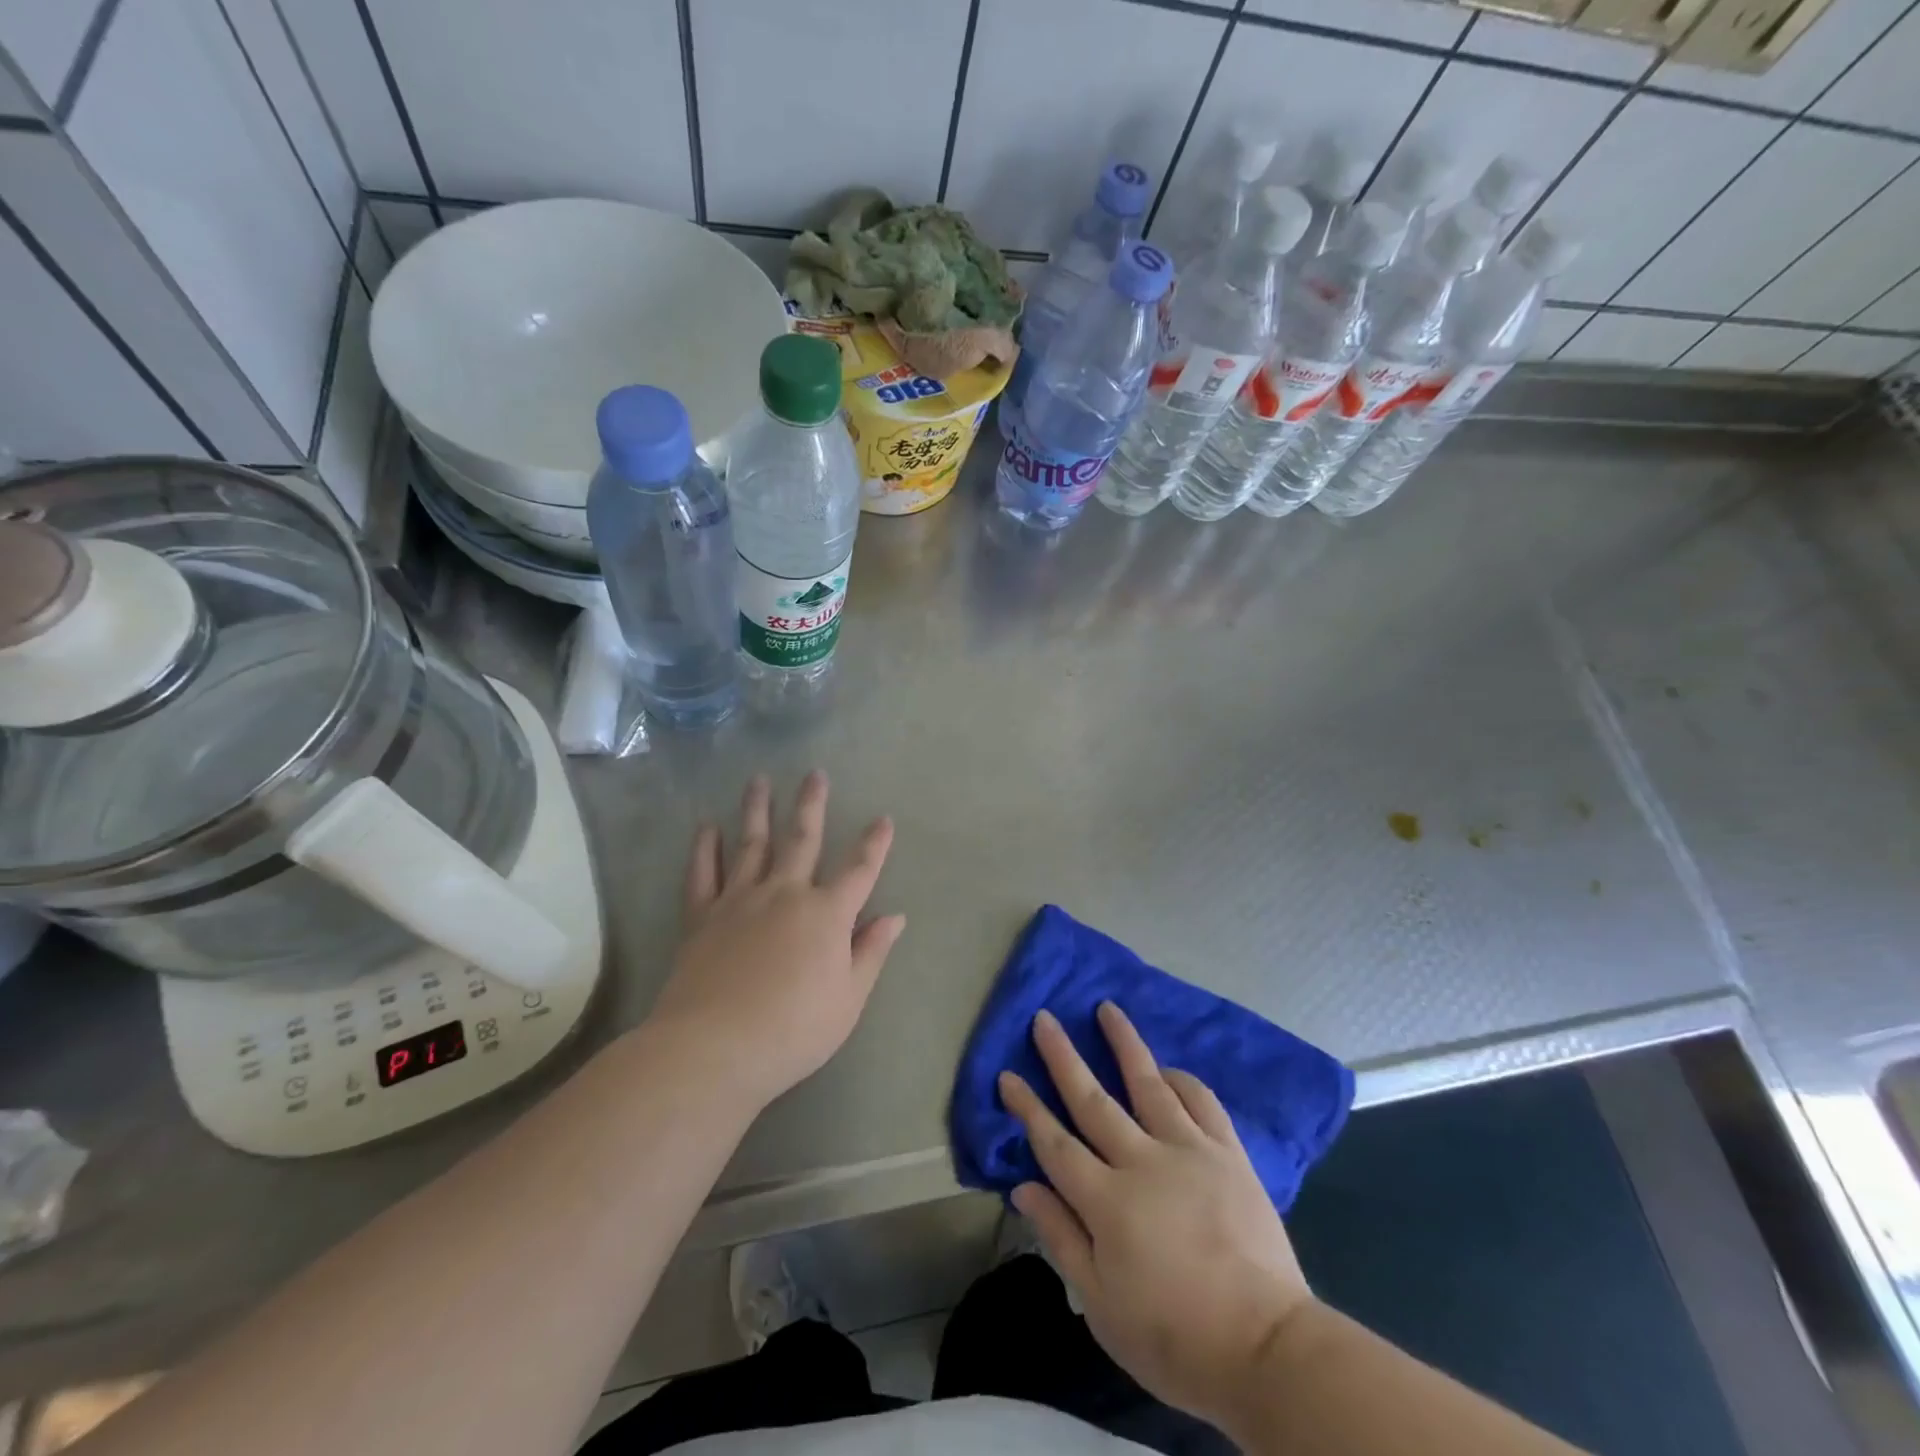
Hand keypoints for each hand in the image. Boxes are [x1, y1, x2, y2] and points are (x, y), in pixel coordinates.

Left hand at [650, 771, 904, 1111]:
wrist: (715, 1047)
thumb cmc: (794, 1029)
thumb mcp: (848, 999)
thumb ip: (870, 952)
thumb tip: (895, 917)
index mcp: (826, 914)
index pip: (860, 870)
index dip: (874, 844)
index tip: (883, 819)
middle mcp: (785, 893)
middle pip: (802, 839)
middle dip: (812, 805)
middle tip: (815, 774)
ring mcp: (740, 900)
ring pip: (751, 844)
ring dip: (757, 810)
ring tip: (759, 780)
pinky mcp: (702, 916)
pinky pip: (703, 874)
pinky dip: (705, 848)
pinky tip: (706, 827)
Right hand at [999, 1003, 1314, 1435]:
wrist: (1267, 1351)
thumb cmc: (1174, 1338)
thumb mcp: (1102, 1305)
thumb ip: (1060, 1237)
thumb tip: (1023, 1186)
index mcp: (1106, 1201)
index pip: (1054, 1143)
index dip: (1027, 1108)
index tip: (1007, 1075)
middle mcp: (1142, 1161)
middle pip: (1093, 1099)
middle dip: (1063, 1057)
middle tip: (1044, 1019)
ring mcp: (1189, 1151)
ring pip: (1148, 1083)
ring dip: (1124, 1043)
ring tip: (1108, 1008)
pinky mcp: (1228, 1154)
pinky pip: (1202, 1103)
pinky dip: (1182, 1080)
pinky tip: (1168, 1069)